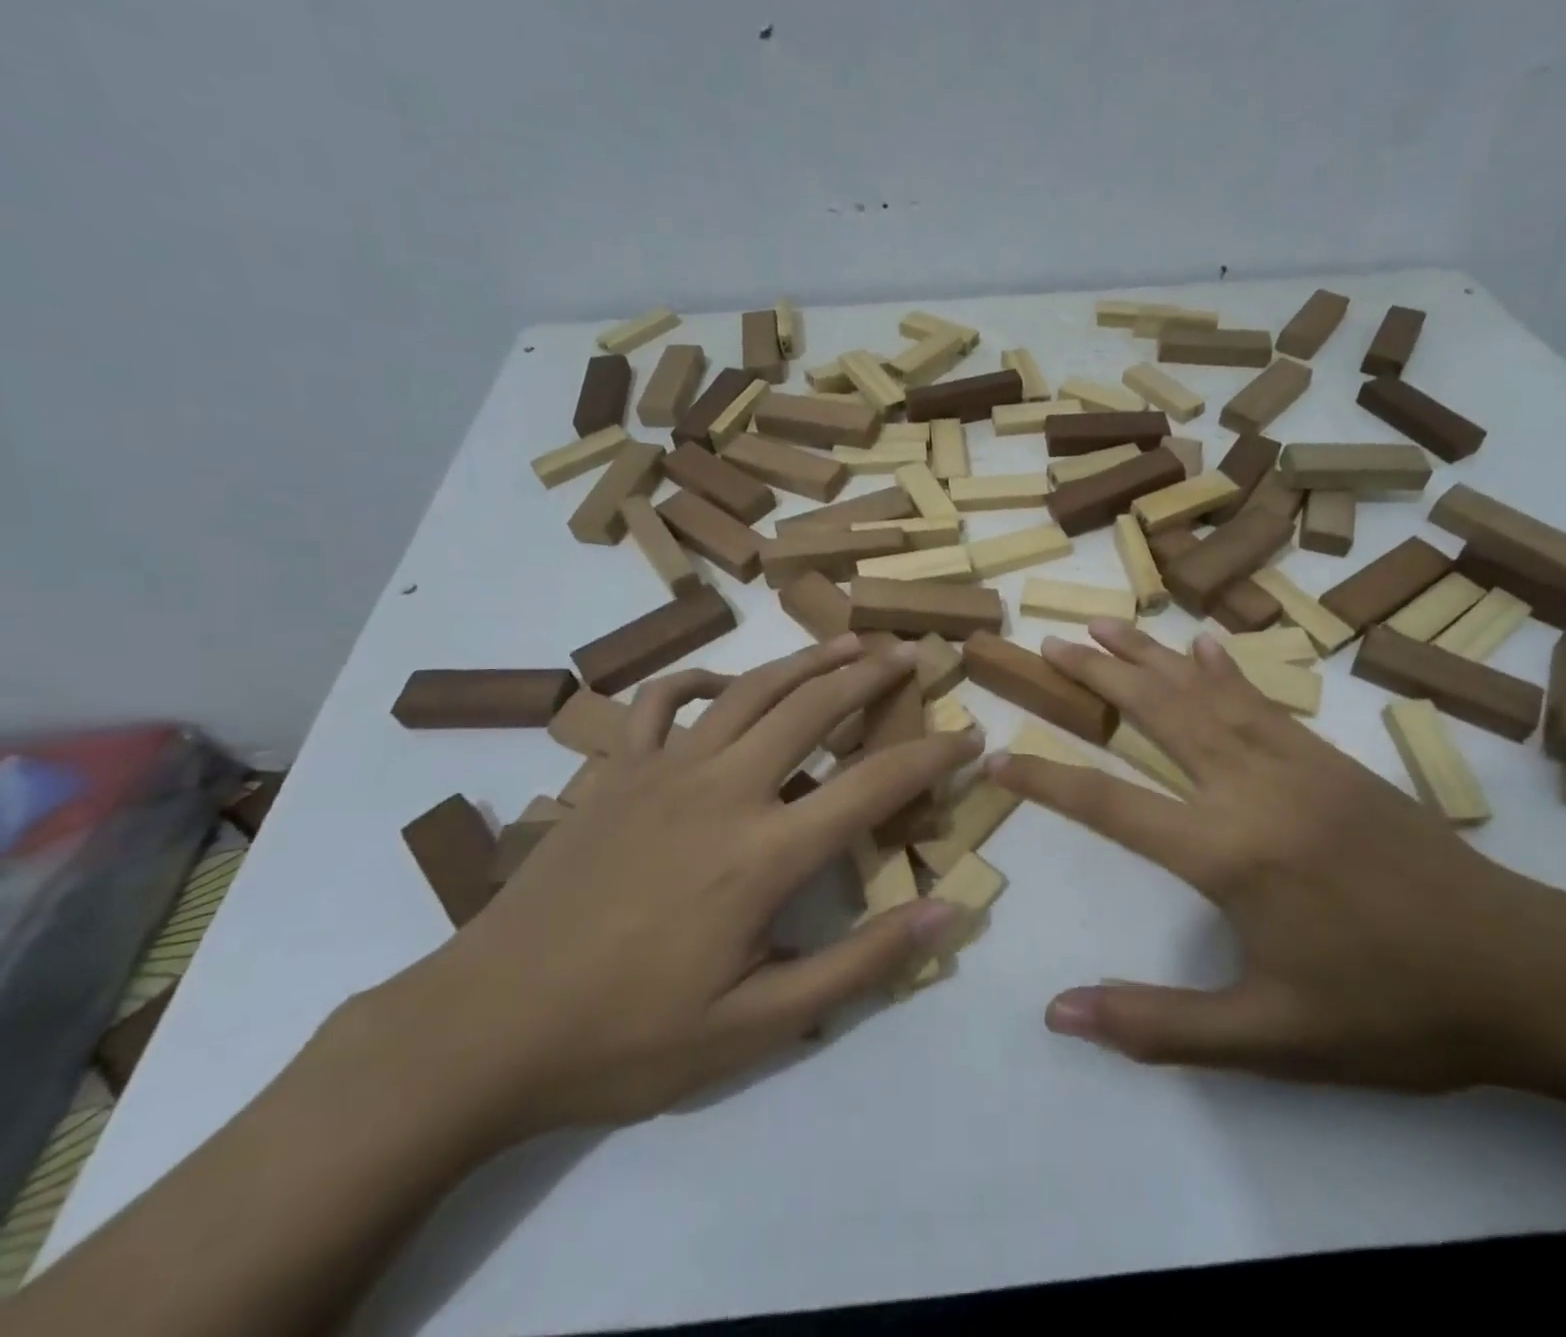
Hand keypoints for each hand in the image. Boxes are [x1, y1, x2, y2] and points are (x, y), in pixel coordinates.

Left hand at [374, 634, 979, 1139]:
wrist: (483, 1029)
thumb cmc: (627, 1036)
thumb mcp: (756, 1026)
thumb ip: (859, 966)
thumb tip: (948, 915)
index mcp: (762, 853)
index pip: (872, 786)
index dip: (930, 757)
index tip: (969, 737)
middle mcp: (721, 790)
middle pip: (813, 707)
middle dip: (871, 675)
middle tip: (911, 652)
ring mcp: (662, 770)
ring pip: (750, 689)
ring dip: (806, 660)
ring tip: (847, 640)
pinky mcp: (614, 772)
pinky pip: (662, 702)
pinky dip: (701, 678)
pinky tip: (725, 682)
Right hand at [987, 619, 1565, 1092]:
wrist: (1525, 973)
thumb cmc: (1390, 1011)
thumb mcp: (1268, 1038)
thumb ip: (1157, 1024)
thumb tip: (1059, 1013)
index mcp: (1227, 851)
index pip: (1108, 802)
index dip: (1045, 778)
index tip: (997, 756)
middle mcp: (1251, 787)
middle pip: (1156, 714)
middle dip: (1096, 677)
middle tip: (1049, 644)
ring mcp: (1296, 762)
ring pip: (1203, 692)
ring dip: (1149, 655)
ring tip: (1104, 624)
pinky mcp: (1332, 759)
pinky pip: (1262, 699)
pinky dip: (1223, 668)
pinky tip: (1203, 643)